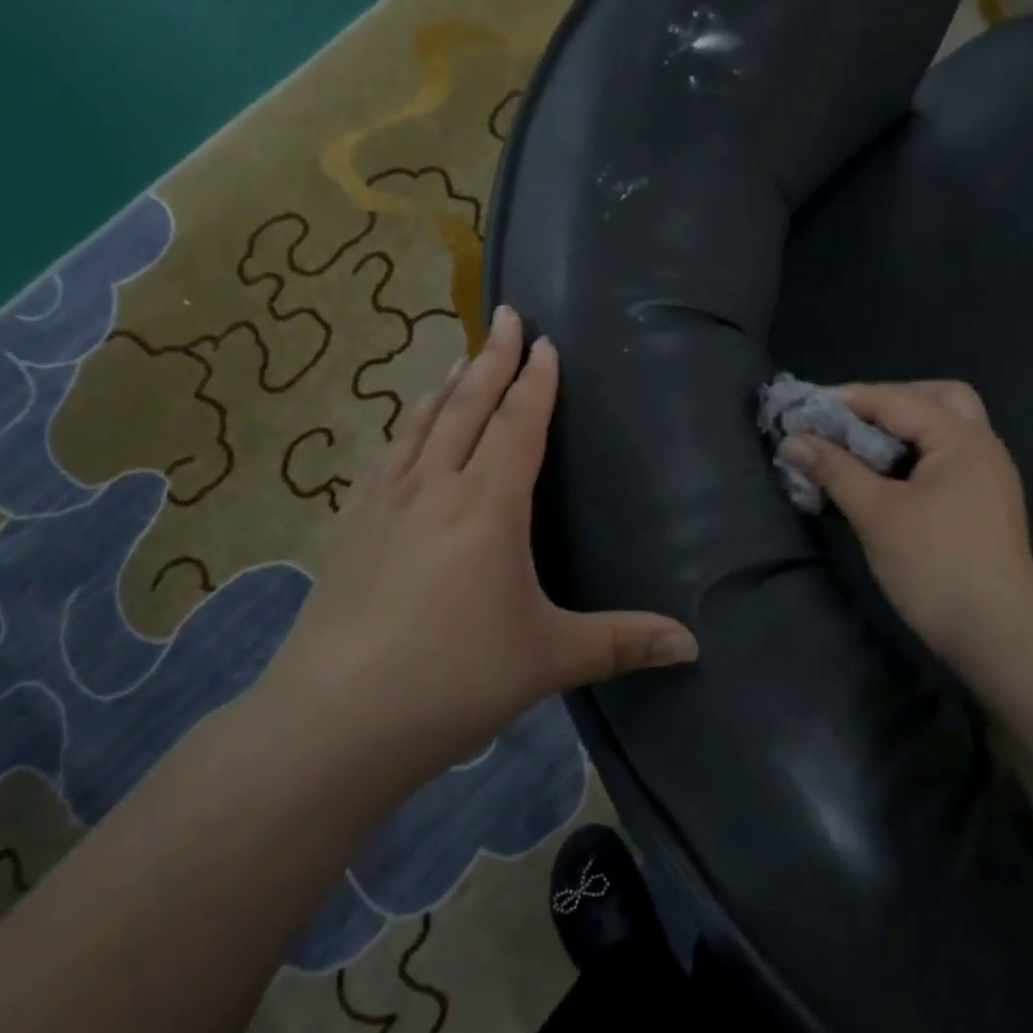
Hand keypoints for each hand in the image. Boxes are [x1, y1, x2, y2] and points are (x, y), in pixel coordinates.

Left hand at [274, 305, 698, 783]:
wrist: (339, 716)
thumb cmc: (454, 679)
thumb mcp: (548, 658)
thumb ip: (621, 643)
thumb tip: (692, 644)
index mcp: (487, 506)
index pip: (518, 424)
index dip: (535, 381)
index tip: (543, 342)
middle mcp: (433, 487)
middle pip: (467, 406)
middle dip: (491, 358)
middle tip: (505, 316)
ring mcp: (383, 503)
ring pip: (420, 424)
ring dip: (445, 386)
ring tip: (459, 360)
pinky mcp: (349, 526)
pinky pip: (385, 457)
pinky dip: (405, 429)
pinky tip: (403, 436)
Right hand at [779, 381, 1032, 663]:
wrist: (996, 633)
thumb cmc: (934, 565)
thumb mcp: (876, 513)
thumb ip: (834, 470)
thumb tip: (792, 441)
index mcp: (961, 438)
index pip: (896, 400)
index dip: (846, 400)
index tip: (804, 408)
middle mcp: (981, 446)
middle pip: (937, 399)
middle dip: (888, 402)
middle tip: (848, 421)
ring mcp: (987, 476)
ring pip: (944, 430)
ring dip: (902, 430)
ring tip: (859, 449)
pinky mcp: (982, 504)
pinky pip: (944, 459)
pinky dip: (912, 456)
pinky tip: (883, 480)